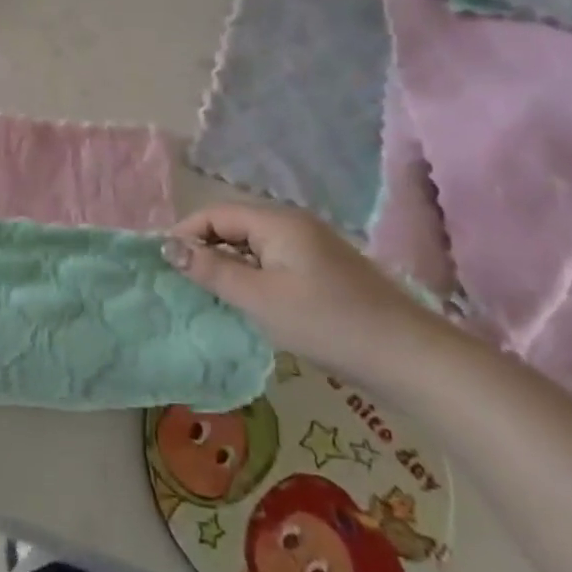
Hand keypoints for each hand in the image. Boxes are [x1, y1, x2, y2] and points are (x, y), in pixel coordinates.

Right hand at [163, 201, 438, 382]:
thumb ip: (211, 270)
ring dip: (227, 264)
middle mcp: (294, 225)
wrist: (409, 357)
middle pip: (234, 226)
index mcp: (277, 222)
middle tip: (181, 281)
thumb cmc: (326, 322)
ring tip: (208, 294)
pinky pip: (272, 261)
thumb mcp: (259, 298)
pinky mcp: (324, 271)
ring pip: (253, 245)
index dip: (184, 233)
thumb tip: (168, 247)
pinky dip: (251, 275)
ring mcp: (312, 247)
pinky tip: (247, 302)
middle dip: (203, 248)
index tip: (162, 264)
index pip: (215, 214)